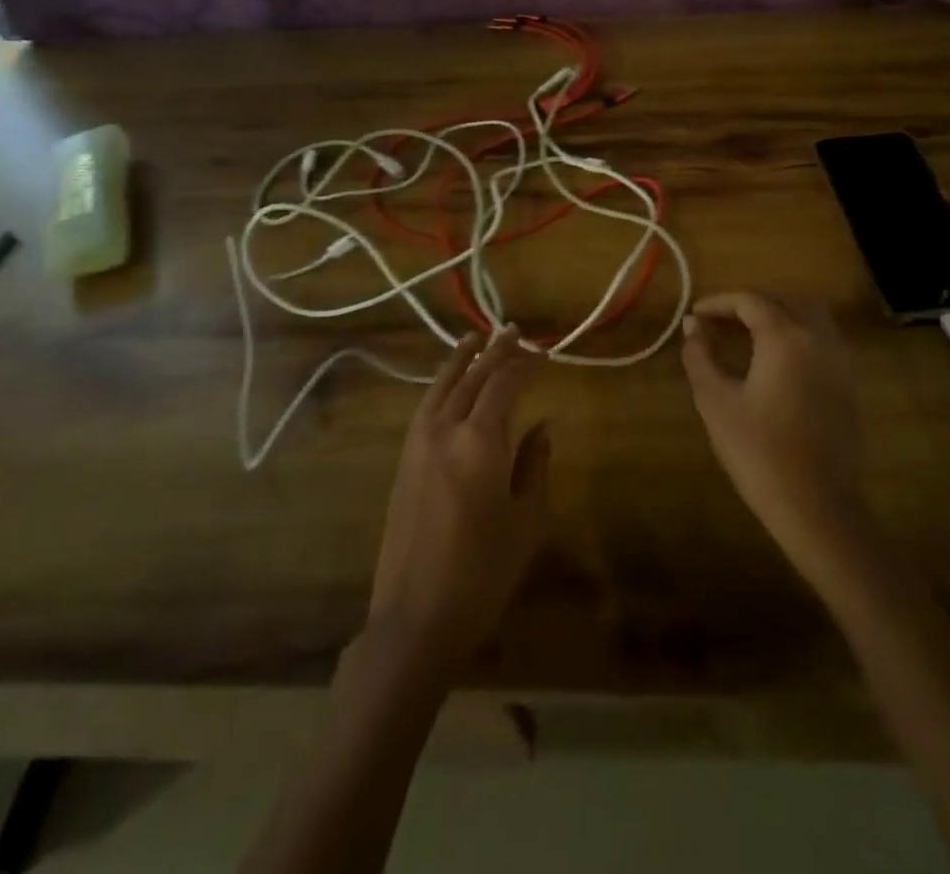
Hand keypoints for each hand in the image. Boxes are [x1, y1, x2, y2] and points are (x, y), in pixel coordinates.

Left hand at [366, 328, 551, 678]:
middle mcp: (445, 429)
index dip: (526, 364)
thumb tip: (542, 426)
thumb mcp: (526, 519)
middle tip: (515, 333)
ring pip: (442, 385)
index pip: (505, 384)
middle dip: (496, 351)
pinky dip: (442, 383)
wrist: (415, 617)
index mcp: (479, 441)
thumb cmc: (483, 572)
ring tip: (477, 338)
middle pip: (472, 376)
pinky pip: (427, 405)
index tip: (545, 352)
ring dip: (462, 359)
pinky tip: (450, 384)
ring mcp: (418, 443)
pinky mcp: (403, 460)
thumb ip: (534, 464)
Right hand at [681, 293, 871, 590]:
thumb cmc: (759, 452)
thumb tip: (692, 325)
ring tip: (748, 335)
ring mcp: (841, 361)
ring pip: (811, 316)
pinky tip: (778, 360)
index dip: (719, 302)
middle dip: (751, 303)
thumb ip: (700, 356)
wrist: (817, 507)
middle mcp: (819, 338)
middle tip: (721, 321)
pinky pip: (824, 340)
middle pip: (785, 300)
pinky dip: (799, 334)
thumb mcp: (716, 401)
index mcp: (786, 337)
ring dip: (779, 315)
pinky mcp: (850, 385)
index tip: (695, 315)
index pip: (750, 301)